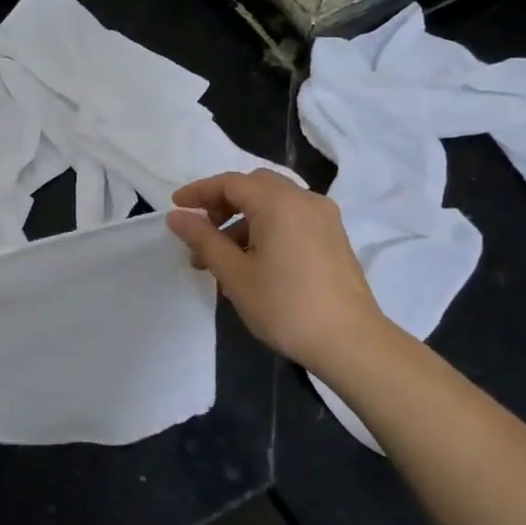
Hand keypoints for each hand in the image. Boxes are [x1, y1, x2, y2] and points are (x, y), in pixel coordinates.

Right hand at [168, 170, 397, 379]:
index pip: (230, 183)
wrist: (350, 341)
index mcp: (279, 202)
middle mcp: (304, 200)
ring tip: (222, 260)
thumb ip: (203, 239)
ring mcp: (324, 218)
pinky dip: (267, 228)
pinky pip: (292, 219)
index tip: (176, 208)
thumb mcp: (234, 274)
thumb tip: (177, 216)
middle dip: (223, 204)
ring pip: (274, 204)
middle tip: (202, 231)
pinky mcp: (334, 237)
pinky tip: (254, 264)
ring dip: (244, 220)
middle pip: (254, 186)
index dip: (199, 192)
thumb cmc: (285, 306)